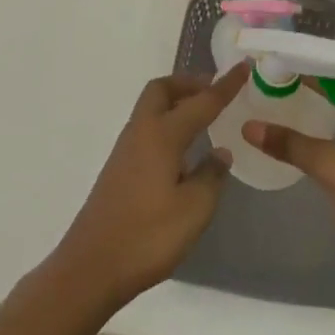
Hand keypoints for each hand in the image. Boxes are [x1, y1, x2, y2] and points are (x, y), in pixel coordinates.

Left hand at [48, 62, 250, 308]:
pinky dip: (168, 124)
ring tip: (204, 118)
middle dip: (190, 84)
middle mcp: (141, 132)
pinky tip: (183, 151)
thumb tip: (219, 153)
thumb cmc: (147, 236)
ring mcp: (126, 150)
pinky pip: (148, 129)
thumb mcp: (194, 210)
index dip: (225, 85)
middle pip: (163, 90)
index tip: (244, 67)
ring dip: (177, 103)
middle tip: (215, 92)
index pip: (201, 102)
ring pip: (152, 109)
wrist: (91, 267)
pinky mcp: (119, 169)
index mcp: (162, 135)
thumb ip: (211, 176)